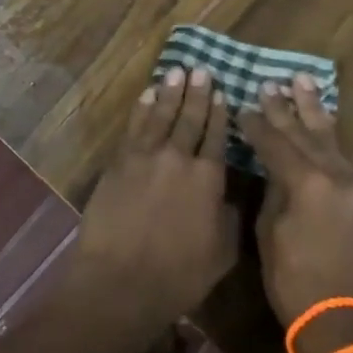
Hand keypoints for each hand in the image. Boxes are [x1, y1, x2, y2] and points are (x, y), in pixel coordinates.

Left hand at [61, 67, 239, 345]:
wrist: (120, 282)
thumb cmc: (178, 276)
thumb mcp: (222, 253)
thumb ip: (230, 218)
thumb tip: (233, 197)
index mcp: (209, 178)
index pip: (217, 136)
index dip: (219, 113)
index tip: (222, 93)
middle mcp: (180, 158)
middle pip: (190, 118)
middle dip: (197, 93)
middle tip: (201, 69)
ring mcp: (146, 157)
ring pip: (161, 115)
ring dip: (170, 92)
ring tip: (177, 72)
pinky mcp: (120, 163)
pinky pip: (134, 127)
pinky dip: (142, 109)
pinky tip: (147, 95)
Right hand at [240, 76, 352, 352]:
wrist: (344, 322)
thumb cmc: (294, 282)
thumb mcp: (270, 233)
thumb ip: (274, 191)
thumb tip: (274, 170)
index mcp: (306, 181)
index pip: (275, 142)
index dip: (256, 124)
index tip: (242, 106)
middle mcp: (335, 174)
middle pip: (305, 131)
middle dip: (286, 107)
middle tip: (273, 82)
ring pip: (331, 138)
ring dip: (315, 111)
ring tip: (305, 82)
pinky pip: (345, 159)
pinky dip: (331, 140)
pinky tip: (324, 128)